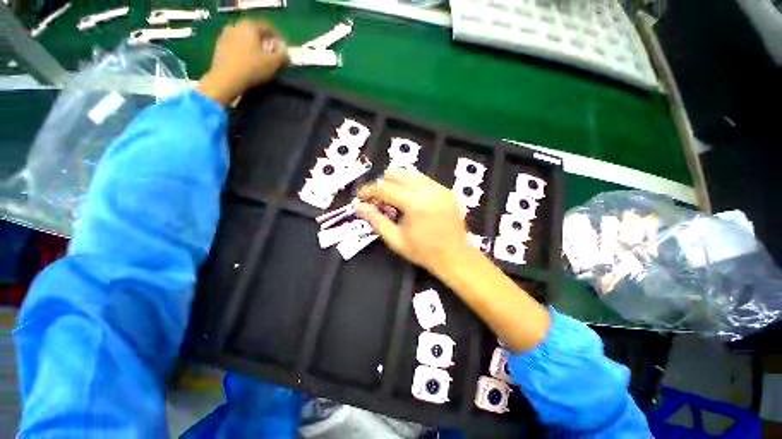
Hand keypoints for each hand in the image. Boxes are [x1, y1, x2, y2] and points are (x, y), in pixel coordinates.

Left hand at [197, 20, 287, 105]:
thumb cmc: (252, 67)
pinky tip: (248, 62)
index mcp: (250, 26)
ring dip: (253, 46)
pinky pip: (236, 46)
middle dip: (264, 42)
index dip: (278, 37)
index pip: (268, 28)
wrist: (226, 78)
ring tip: (260, 58)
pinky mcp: (219, 47)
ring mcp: (225, 35)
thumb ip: (282, 57)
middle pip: (254, 32)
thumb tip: (286, 55)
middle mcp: (236, 26)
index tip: (283, 48)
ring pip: (244, 38)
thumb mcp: (273, 63)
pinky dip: (243, 51)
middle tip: (272, 53)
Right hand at [357, 168, 472, 274]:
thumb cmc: (423, 252)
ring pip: (411, 174)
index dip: (369, 190)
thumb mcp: (395, 239)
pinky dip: (411, 185)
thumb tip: (359, 206)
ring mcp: (440, 188)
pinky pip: (424, 180)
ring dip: (397, 182)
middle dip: (383, 184)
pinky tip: (409, 199)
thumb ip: (376, 220)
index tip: (361, 197)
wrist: (455, 257)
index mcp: (415, 203)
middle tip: (377, 199)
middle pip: (397, 174)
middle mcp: (428, 190)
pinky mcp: (447, 190)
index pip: (385, 188)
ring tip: (392, 198)